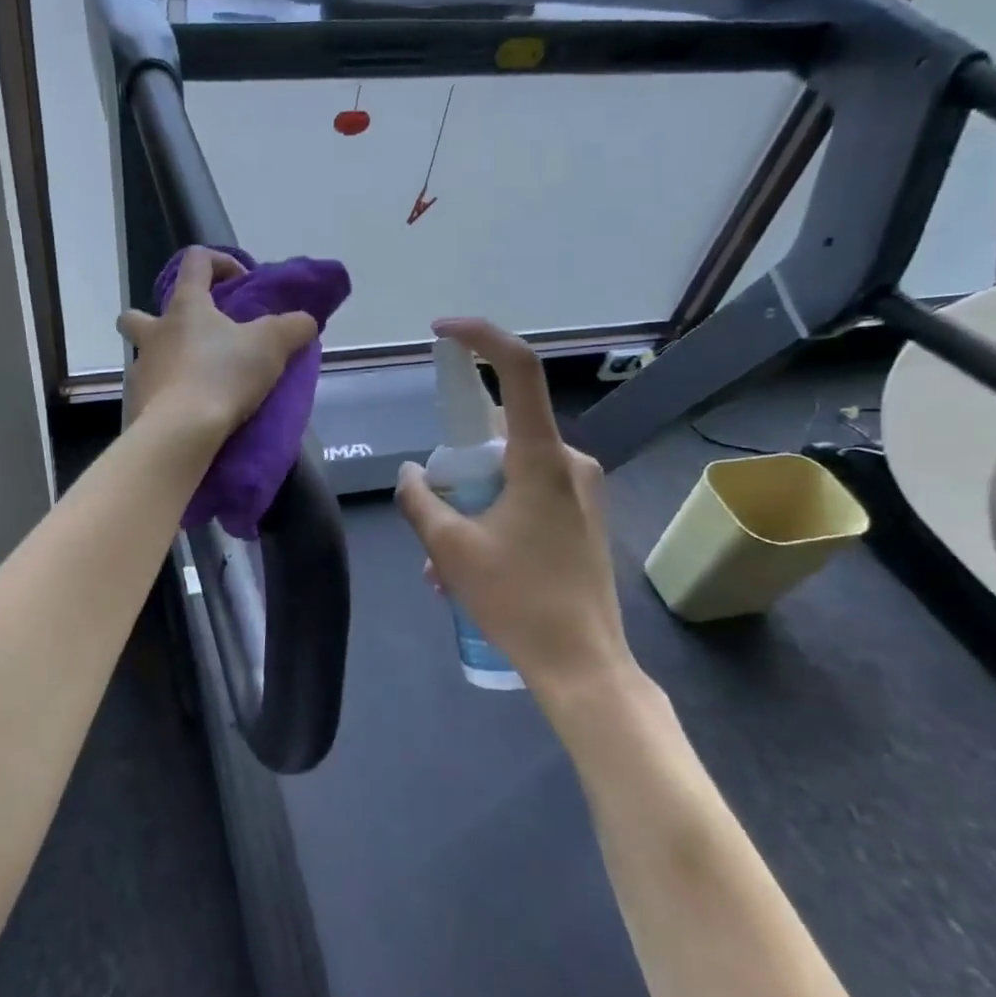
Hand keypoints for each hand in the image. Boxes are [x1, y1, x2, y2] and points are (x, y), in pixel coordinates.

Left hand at [118, 247, 318, 441]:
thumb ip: (293, 327)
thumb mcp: (271, 346)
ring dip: (164, 364)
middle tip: (189, 339)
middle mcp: (154, 333)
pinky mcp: (135, 405)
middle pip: (136, 315)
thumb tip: (304, 321)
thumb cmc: (223, 376)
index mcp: (185, 307)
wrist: (182, 432)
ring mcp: (140, 371)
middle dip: (155, 321)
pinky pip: (148, 395)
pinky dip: (165, 400)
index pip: (195, 261)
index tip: (240, 284)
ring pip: (143, 358)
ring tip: (196, 383)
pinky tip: (188, 414)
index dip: (218, 262)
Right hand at [394, 318, 639, 713]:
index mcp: (541, 458)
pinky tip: (472, 566)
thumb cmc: (517, 600)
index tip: (441, 332)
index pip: (518, 370)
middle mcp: (570, 462)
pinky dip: (493, 516)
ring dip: (471, 502)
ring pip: (509, 472)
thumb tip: (411, 474)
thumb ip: (420, 500)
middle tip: (431, 510)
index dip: (480, 337)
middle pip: (501, 432)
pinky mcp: (584, 517)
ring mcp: (582, 490)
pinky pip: (527, 496)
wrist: (583, 664)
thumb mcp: (450, 549)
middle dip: (457, 464)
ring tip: (442, 563)